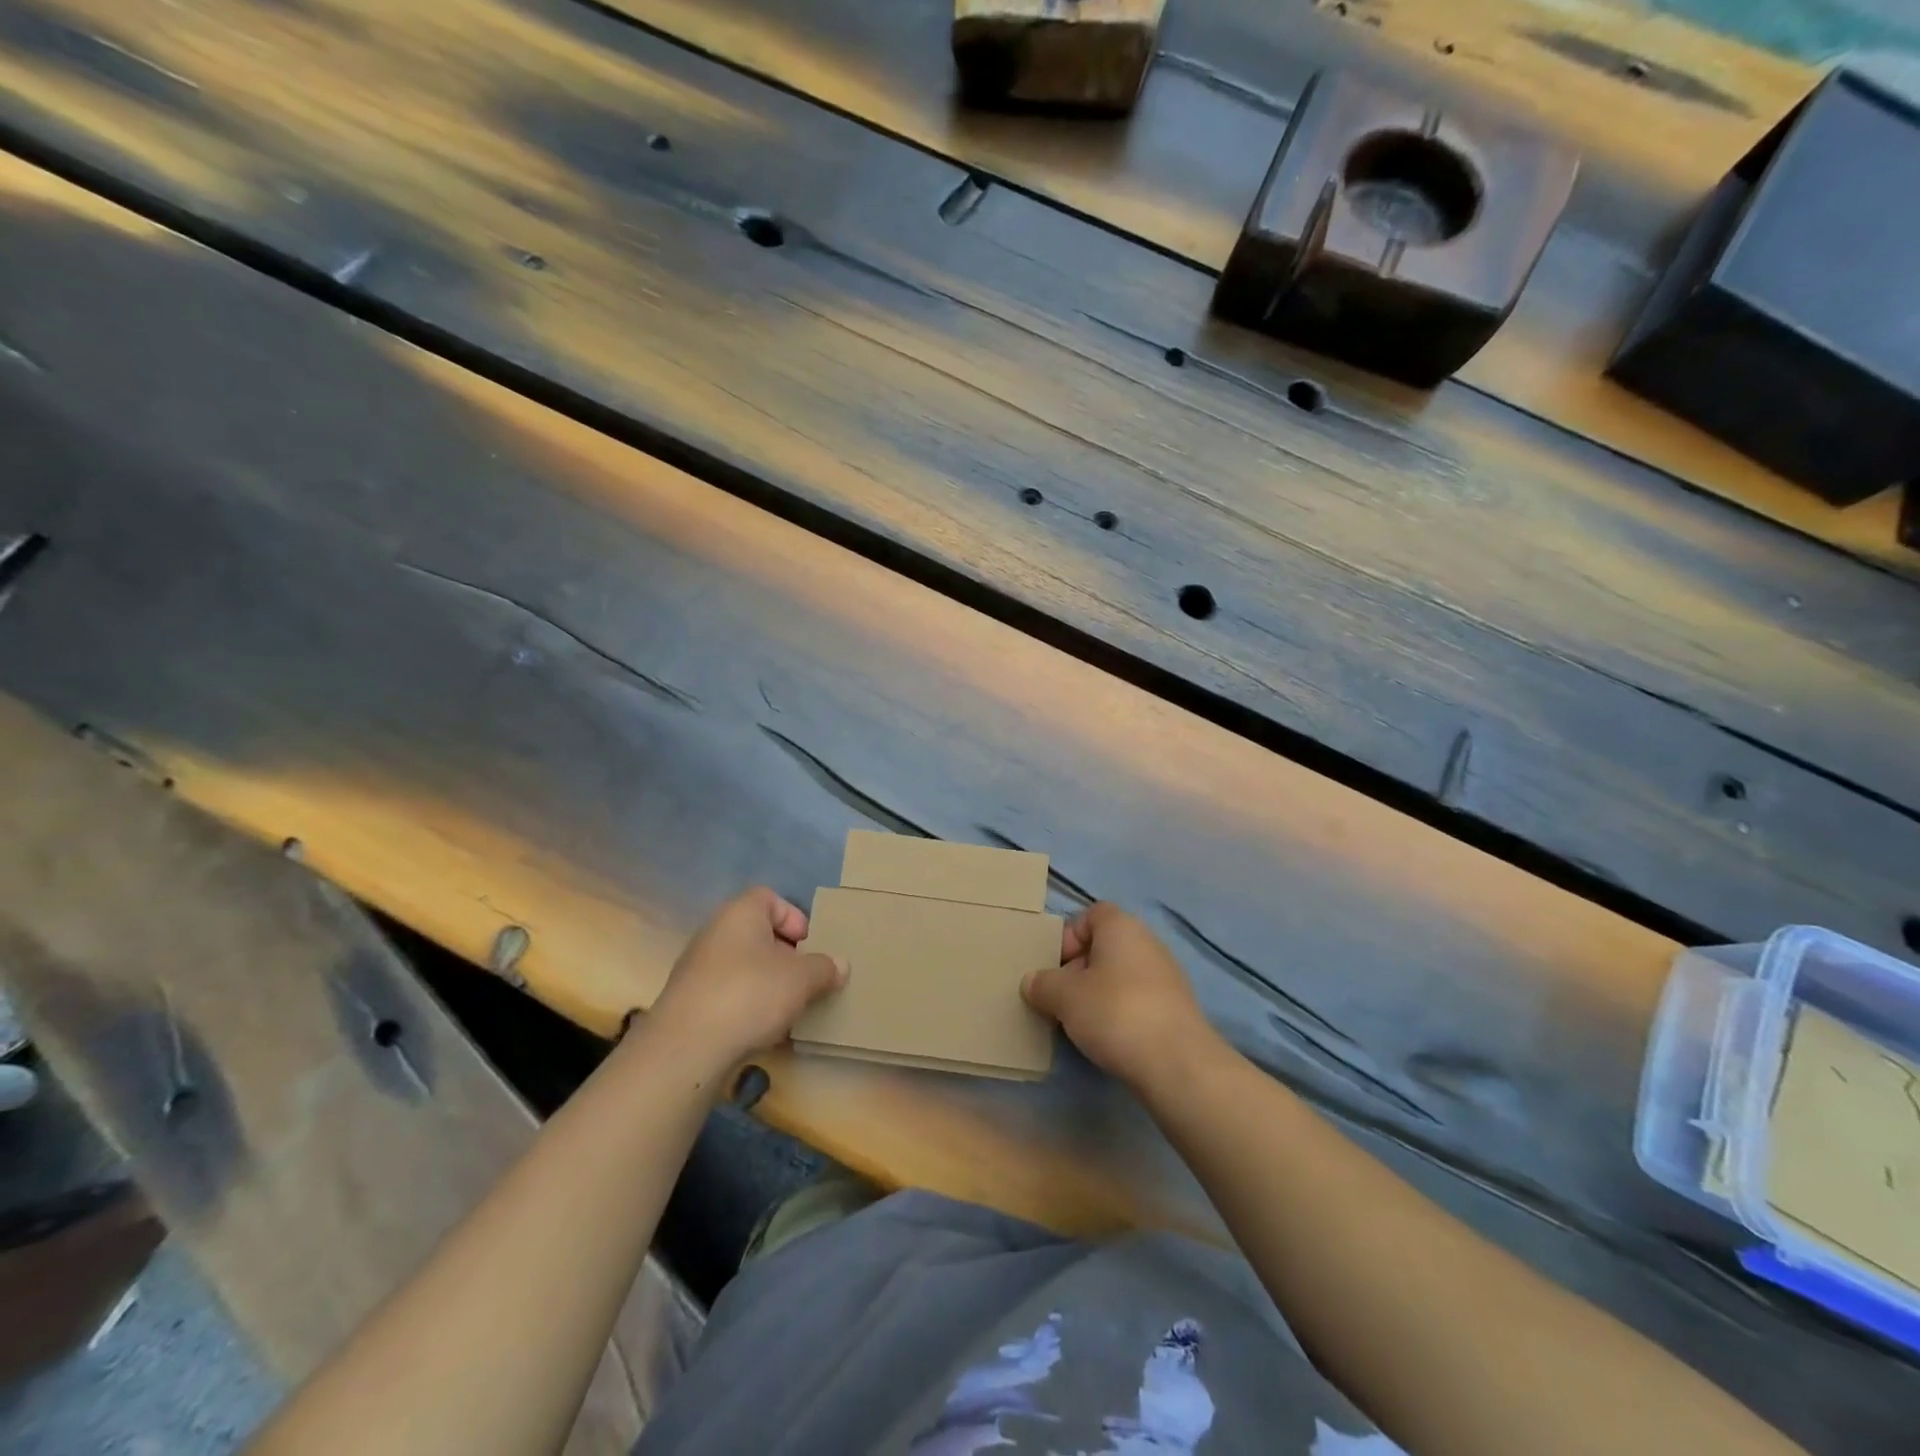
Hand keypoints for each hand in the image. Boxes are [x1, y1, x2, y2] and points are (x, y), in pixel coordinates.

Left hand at [647, 887, 847, 1069]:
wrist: (686, 1048)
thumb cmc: (750, 994)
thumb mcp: (802, 979)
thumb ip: (825, 968)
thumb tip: (840, 965)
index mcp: (740, 913)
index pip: (769, 898)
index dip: (794, 918)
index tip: (811, 945)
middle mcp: (715, 932)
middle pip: (757, 934)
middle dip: (785, 956)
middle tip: (806, 979)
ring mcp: (697, 968)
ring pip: (743, 967)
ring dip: (767, 984)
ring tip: (788, 1009)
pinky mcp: (688, 1002)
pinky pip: (727, 994)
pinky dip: (746, 1007)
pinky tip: (763, 1032)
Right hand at [1022, 902, 1221, 1092]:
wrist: (1176, 1062)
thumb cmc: (1114, 1012)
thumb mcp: (1063, 996)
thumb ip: (1043, 984)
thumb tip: (1032, 982)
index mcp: (1122, 927)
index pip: (1091, 915)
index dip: (1069, 936)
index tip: (1055, 966)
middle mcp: (1148, 942)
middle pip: (1105, 946)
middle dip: (1079, 970)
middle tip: (1061, 999)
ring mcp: (1167, 976)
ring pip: (1121, 975)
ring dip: (1098, 994)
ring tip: (1081, 1023)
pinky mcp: (1177, 1009)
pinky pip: (1138, 999)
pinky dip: (1121, 1013)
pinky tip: (1109, 1038)